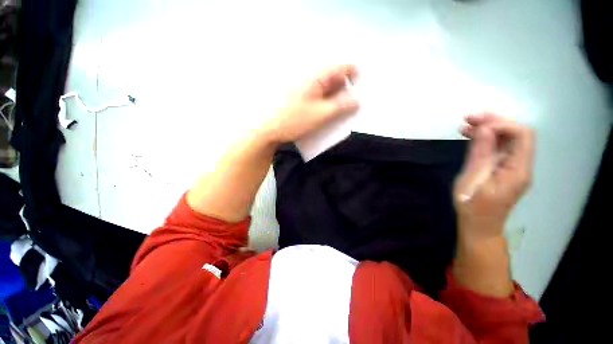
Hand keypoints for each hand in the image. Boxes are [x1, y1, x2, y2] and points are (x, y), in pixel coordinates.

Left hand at [261, 64, 359, 143]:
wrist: (268, 129)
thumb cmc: (294, 120)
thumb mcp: (322, 114)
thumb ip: (342, 106)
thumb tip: (358, 100)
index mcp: (316, 77)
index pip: (342, 68)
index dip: (355, 76)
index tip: (360, 91)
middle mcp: (310, 78)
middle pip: (334, 79)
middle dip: (345, 91)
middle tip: (349, 108)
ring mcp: (303, 88)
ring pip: (326, 89)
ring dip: (335, 99)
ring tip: (337, 114)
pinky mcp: (299, 97)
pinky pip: (317, 96)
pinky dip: (324, 104)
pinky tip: (324, 115)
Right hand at [454, 113, 535, 240]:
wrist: (479, 226)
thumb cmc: (473, 206)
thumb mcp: (473, 180)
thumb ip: (481, 154)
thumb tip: (486, 128)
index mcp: (518, 169)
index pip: (522, 135)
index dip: (500, 124)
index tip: (475, 124)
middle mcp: (522, 165)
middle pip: (516, 134)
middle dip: (493, 122)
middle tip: (468, 118)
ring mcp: (514, 167)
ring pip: (507, 140)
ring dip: (488, 129)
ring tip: (465, 125)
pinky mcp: (504, 170)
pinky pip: (499, 149)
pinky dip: (486, 140)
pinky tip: (470, 137)